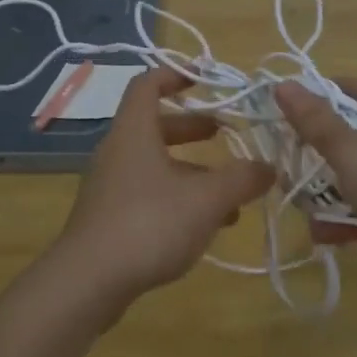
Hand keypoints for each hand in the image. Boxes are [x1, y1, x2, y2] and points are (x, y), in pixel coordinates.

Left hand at [52, 68, 274, 309]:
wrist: (87, 282)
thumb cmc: (148, 223)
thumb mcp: (206, 199)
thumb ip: (241, 179)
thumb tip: (269, 167)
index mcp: (134, 132)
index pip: (147, 84)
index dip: (175, 75)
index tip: (204, 79)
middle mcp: (118, 152)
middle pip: (156, 126)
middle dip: (193, 127)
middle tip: (226, 133)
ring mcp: (110, 186)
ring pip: (155, 165)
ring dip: (192, 170)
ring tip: (231, 191)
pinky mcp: (109, 218)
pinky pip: (148, 194)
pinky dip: (178, 198)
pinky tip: (207, 225)